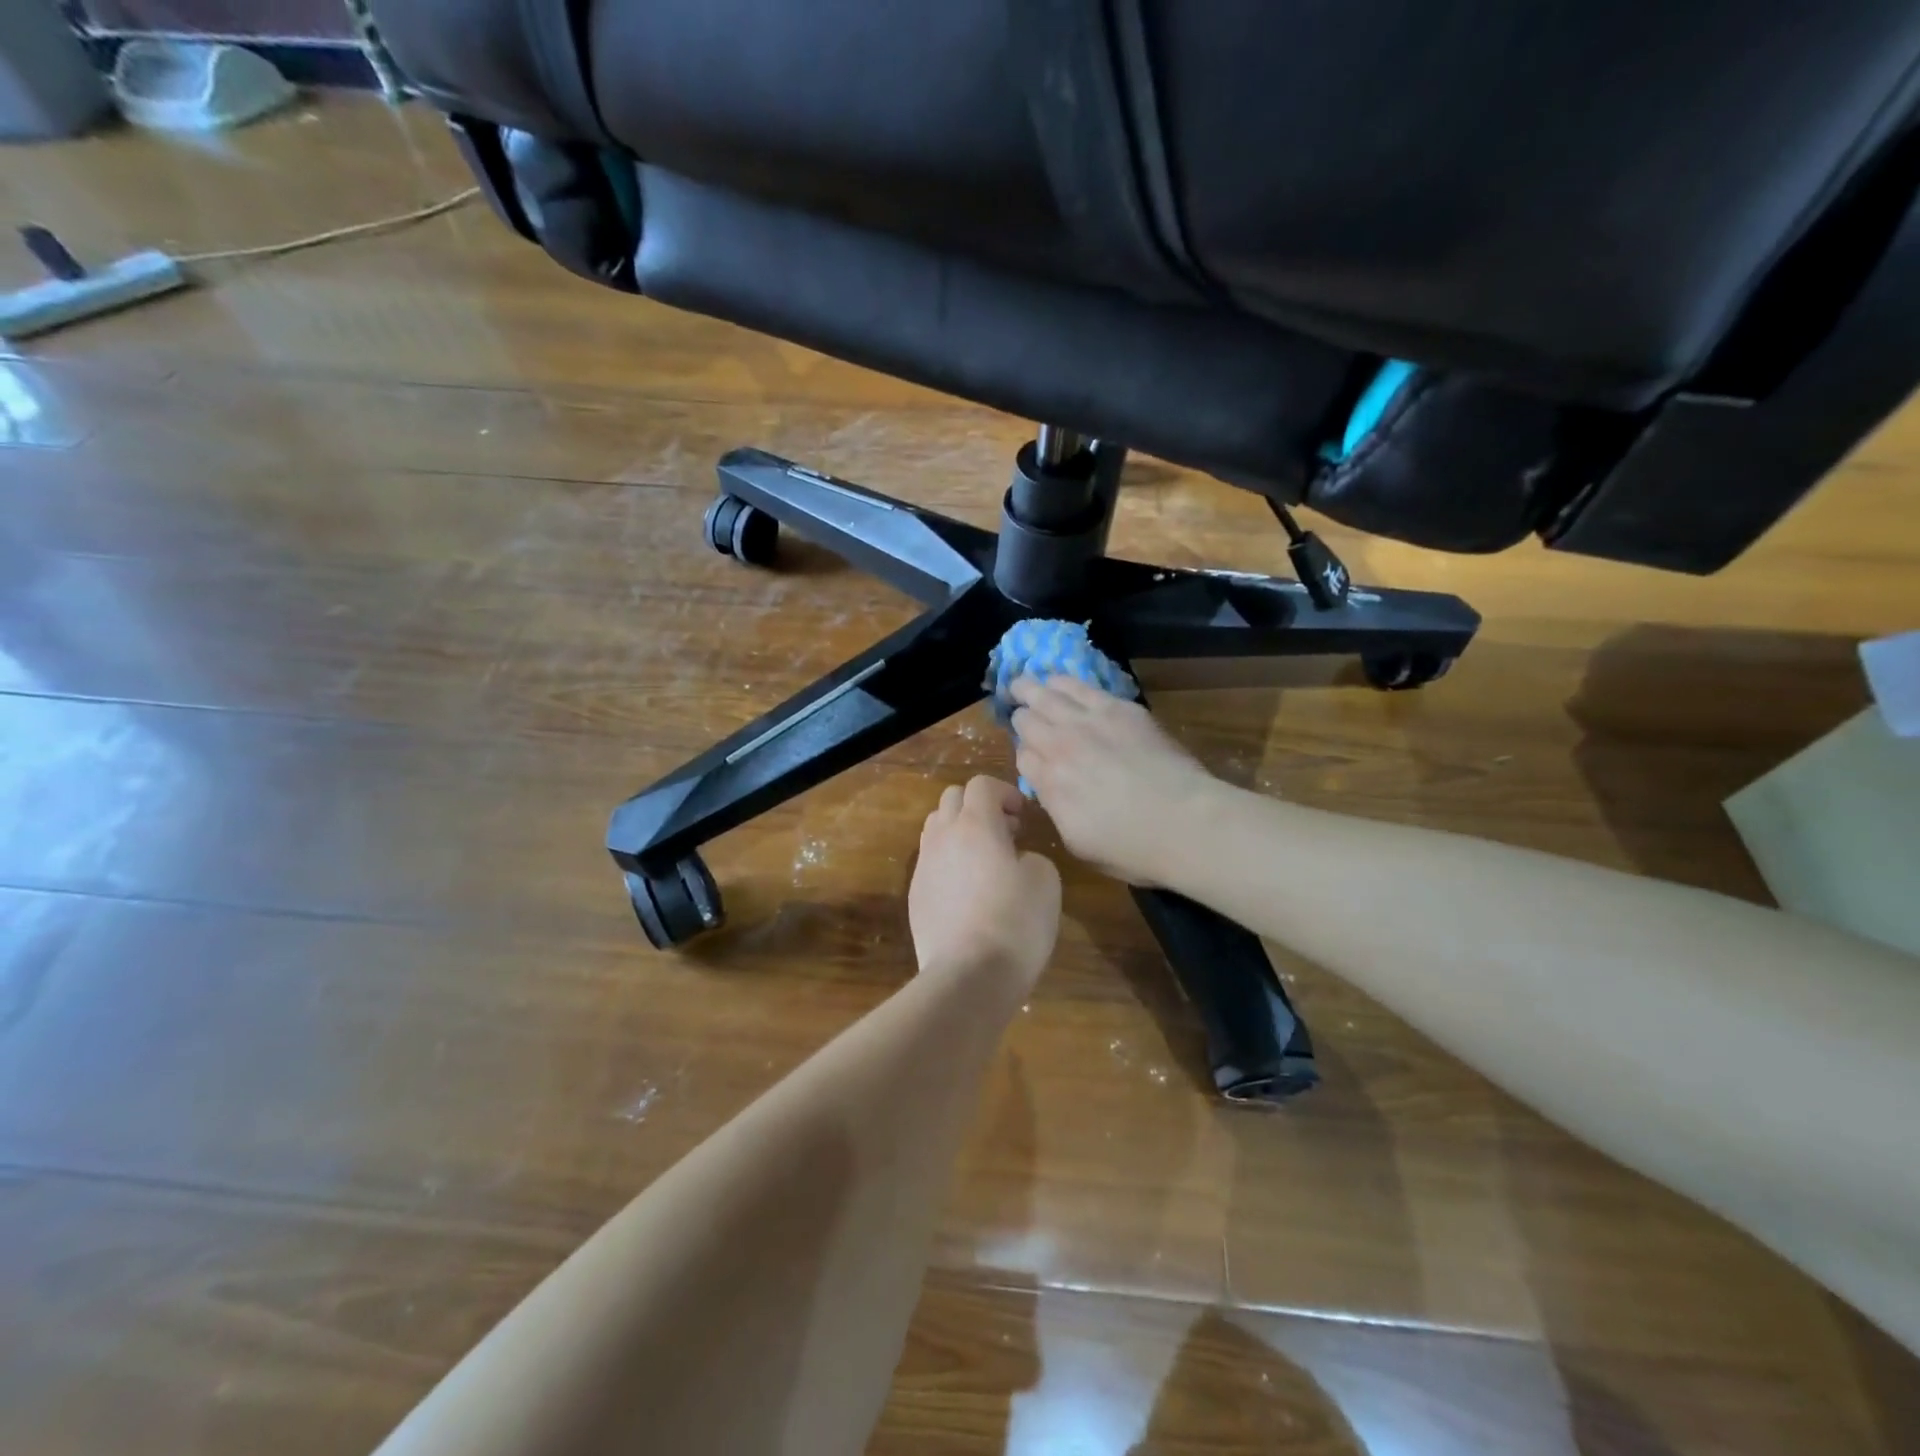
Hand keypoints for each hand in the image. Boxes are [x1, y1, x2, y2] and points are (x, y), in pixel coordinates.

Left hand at [909, 776, 1061, 991]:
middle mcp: (943, 836)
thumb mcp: (1046, 881)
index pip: (981, 784)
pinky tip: (969, 891)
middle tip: (1006, 834)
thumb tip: (1016, 859)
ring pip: (936, 827)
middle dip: (980, 806)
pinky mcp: (915, 895)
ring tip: (985, 860)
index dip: (1005, 792)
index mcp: (975, 825)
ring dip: (961, 831)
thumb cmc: (1015, 923)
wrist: (968, 975)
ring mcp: (924, 866)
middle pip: (953, 798)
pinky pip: (931, 861)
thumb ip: (1031, 856)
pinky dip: (949, 861)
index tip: (1023, 816)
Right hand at [1009, 676, 1221, 885]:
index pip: (1022, 757)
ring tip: (1024, 684)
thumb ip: (1056, 809)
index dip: (1026, 755)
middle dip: (1020, 717)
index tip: (1034, 758)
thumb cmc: (1134, 848)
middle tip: (1018, 711)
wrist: (1185, 822)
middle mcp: (1060, 746)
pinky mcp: (1119, 708)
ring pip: (1046, 694)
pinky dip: (1063, 683)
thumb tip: (1050, 789)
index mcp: (1049, 784)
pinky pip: (1079, 686)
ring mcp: (1088, 722)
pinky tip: (1059, 680)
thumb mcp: (1078, 843)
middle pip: (1026, 720)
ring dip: (1031, 689)